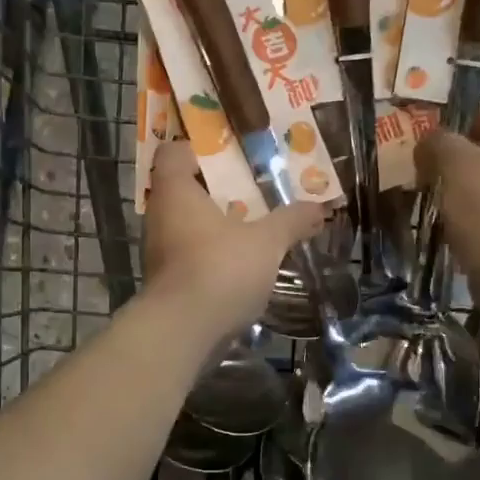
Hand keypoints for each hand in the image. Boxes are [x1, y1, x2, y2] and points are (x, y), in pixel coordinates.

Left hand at [143, 141, 325, 339]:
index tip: (231, 153)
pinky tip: (243, 262)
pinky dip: (213, 253)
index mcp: (175, 191)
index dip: (199, 147)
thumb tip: (319, 208)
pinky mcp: (167, 281)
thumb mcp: (267, 242)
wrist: (182, 332)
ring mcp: (160, 251)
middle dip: (218, 188)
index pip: (173, 152)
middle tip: (254, 187)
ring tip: (255, 225)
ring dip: (217, 223)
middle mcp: (160, 216)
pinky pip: (191, 255)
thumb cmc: (220, 269)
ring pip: (188, 224)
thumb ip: (292, 221)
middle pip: (184, 189)